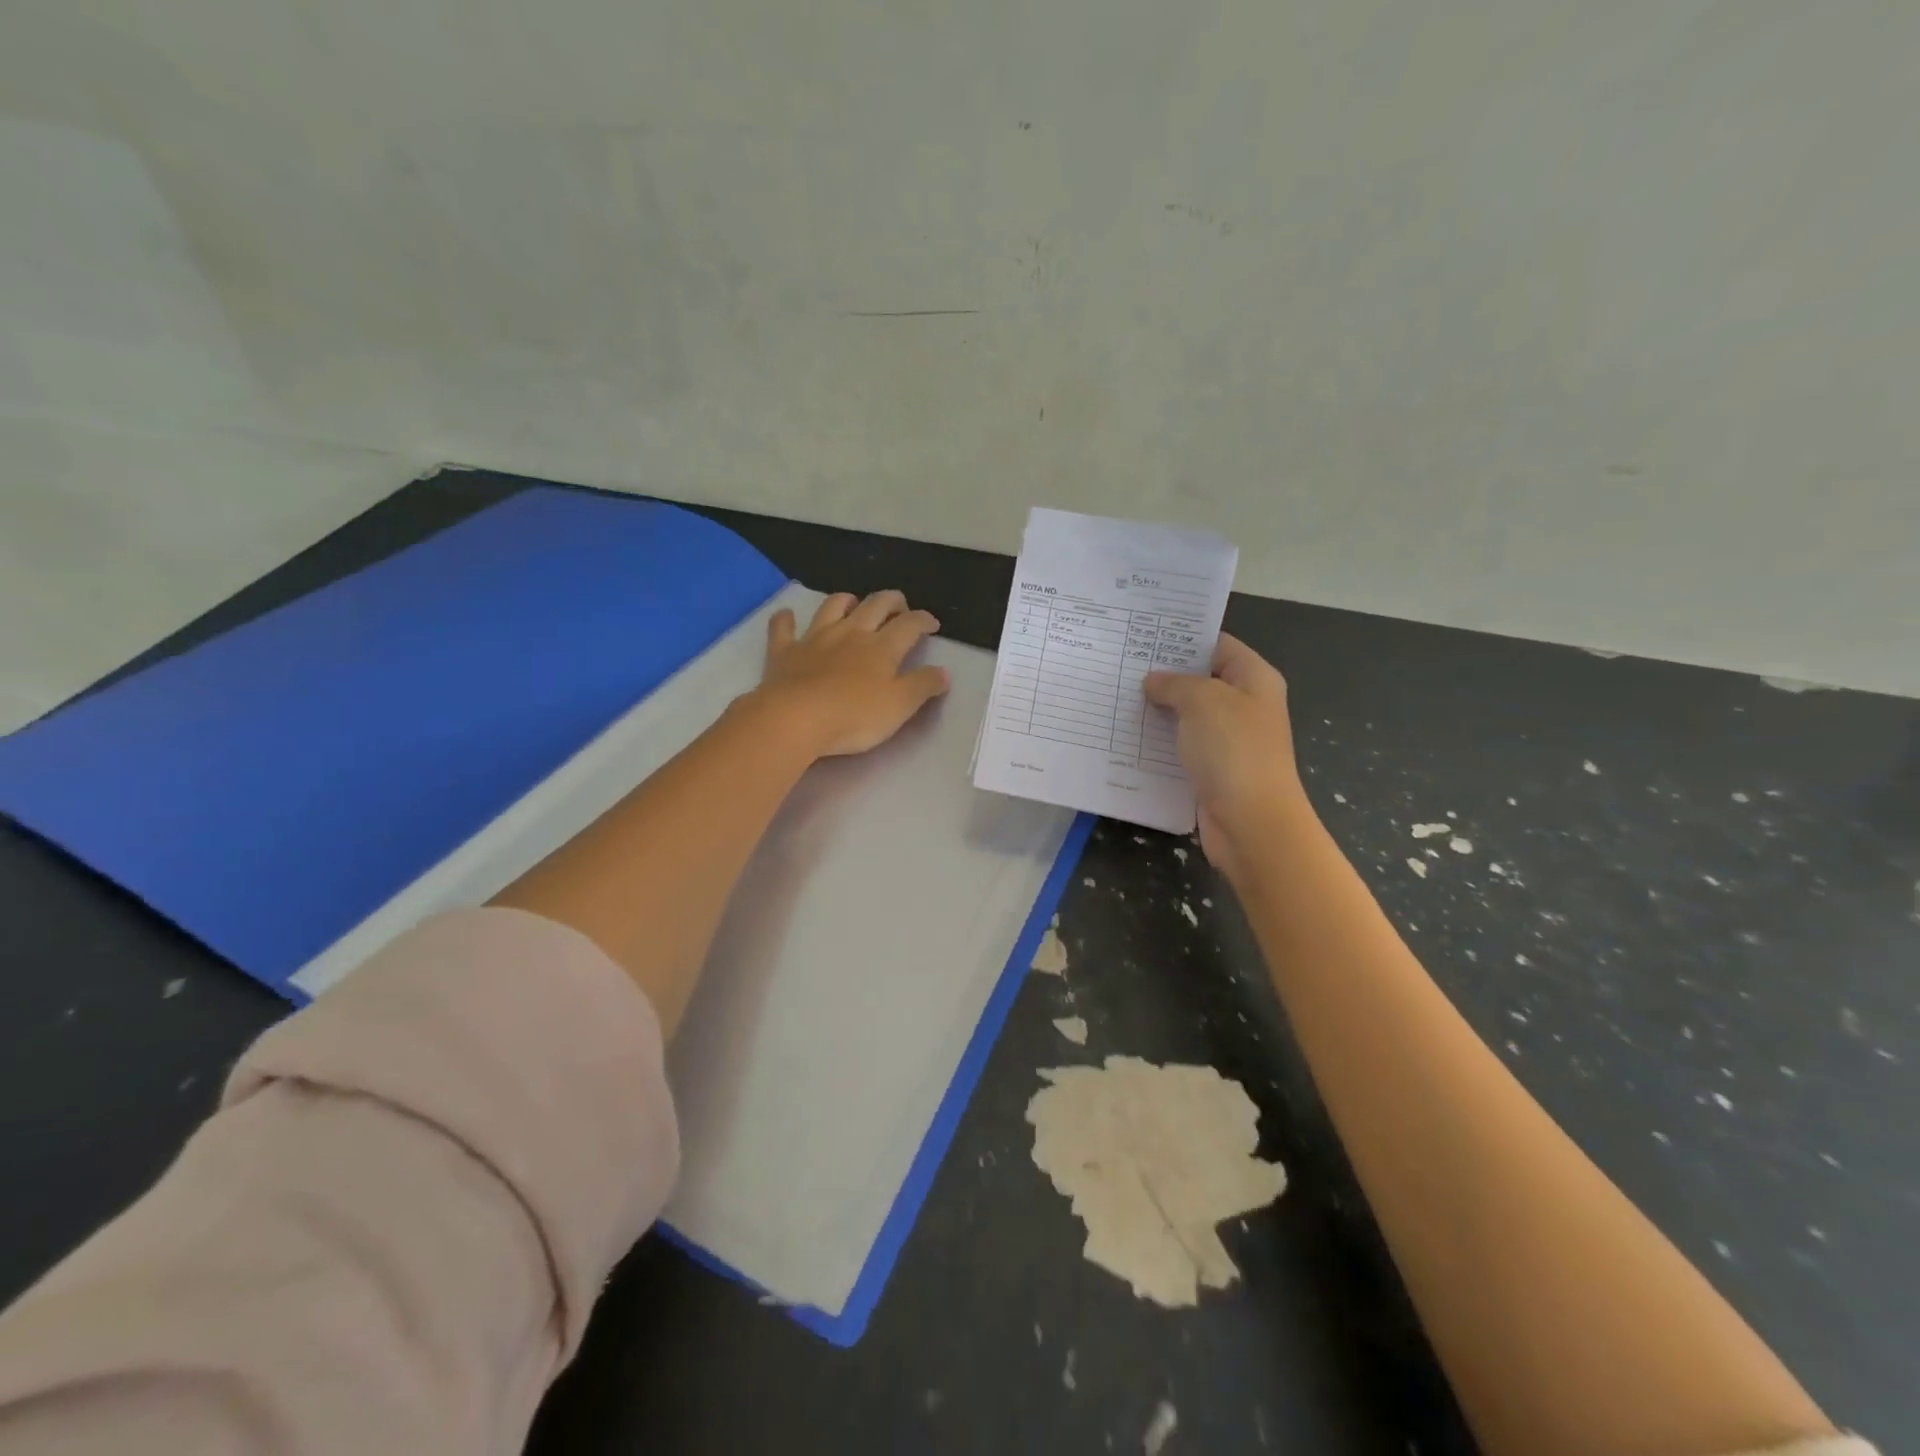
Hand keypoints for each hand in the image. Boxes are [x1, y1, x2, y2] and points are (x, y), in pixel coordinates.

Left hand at [749, 590, 951, 758]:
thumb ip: (923, 686)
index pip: (909, 624)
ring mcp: (815, 638)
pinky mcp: (784, 652)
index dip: (924, 620)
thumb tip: (944, 672)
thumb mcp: (900, 706)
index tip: (932, 624)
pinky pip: (783, 628)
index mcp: (882, 647)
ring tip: (854, 604)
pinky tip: (788, 616)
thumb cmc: (854, 716)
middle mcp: (851, 633)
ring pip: (833, 606)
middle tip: (900, 607)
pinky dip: (786, 619)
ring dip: (846, 601)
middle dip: (892, 601)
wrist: (795, 719)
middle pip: (875, 605)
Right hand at [1143, 634, 1308, 880]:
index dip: (1182, 639)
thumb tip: (1153, 682)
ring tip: (1114, 700)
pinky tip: (1125, 739)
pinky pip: (1179, 749)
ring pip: (1185, 718)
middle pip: (1199, 681)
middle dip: (1162, 677)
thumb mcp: (1203, 701)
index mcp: (1253, 680)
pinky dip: (1156, 745)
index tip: (1142, 637)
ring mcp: (1227, 742)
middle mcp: (1243, 706)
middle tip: (1119, 668)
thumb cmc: (1233, 751)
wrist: (1251, 823)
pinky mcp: (1211, 771)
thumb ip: (1175, 683)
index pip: (1217, 645)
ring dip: (1155, 712)